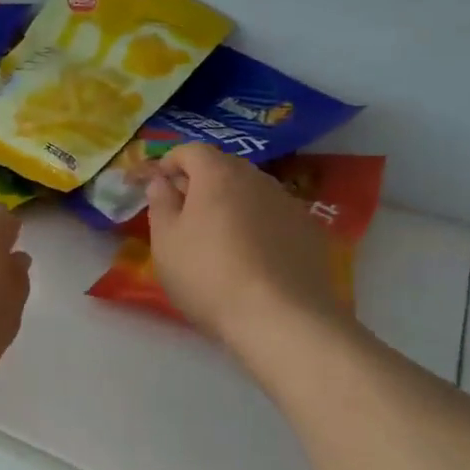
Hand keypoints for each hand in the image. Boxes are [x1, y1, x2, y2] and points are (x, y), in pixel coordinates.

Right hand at [145, 144, 344, 347]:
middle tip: (184, 213)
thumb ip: (160, 204)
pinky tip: (253, 257)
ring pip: (251, 192)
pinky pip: (274, 216)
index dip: (170, 162)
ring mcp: (289, 203)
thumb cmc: (209, 276)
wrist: (282, 318)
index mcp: (218, 174)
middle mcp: (257, 178)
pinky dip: (259, 225)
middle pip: (224, 167)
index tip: (158, 185)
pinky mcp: (310, 231)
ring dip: (232, 203)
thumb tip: (161, 181)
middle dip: (201, 182)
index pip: (191, 150)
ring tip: (219, 238)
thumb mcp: (166, 243)